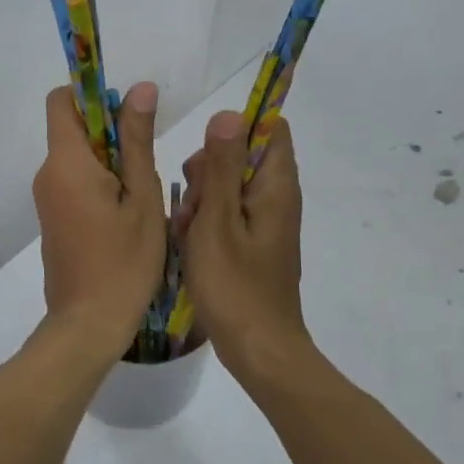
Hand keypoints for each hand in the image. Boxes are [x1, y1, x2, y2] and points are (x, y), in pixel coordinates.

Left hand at [32, 82, 166, 361]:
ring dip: (108, 160)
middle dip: (108, 130)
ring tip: (142, 190)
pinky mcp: (53, 219)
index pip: (61, 100)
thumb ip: (137, 140)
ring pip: (76, 157)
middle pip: (71, 128)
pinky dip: (99, 182)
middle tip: (146, 159)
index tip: (127, 113)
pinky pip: (73, 182)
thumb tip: (140, 88)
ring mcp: (47, 198)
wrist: (89, 324)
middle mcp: (47, 174)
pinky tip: (127, 212)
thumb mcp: (142, 196)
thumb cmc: (125, 260)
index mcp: (66, 162)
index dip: (92, 95)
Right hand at [174, 109, 309, 374]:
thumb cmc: (235, 285)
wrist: (257, 349)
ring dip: (200, 199)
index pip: (270, 129)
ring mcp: (263, 222)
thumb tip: (230, 113)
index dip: (236, 130)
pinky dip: (205, 222)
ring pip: (226, 187)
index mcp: (275, 187)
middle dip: (208, 170)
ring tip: (187, 231)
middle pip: (240, 157)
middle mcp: (275, 198)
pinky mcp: (251, 243)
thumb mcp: (218, 221)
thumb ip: (222, 167)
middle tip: (193, 204)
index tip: (207, 156)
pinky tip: (189, 245)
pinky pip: (225, 215)